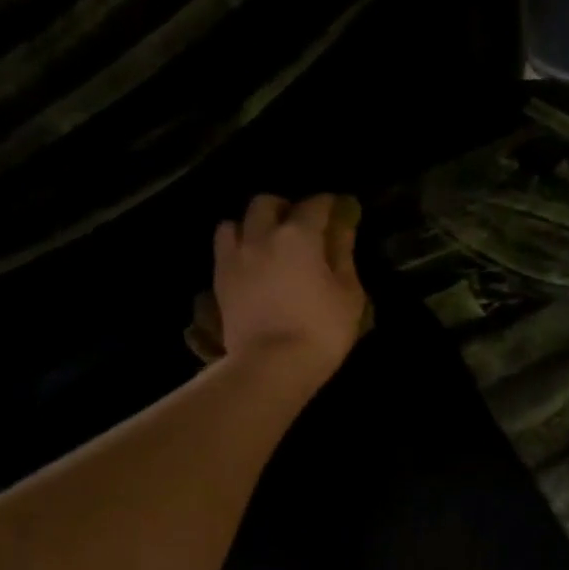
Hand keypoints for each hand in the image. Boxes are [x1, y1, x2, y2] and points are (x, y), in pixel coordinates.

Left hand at [214, 193, 367, 380]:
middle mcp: (262, 235)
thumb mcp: (348, 294)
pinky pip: (223, 248)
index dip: (329, 205)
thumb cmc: (321, 331)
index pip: (316, 205)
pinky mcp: (219, 279)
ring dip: (253, 225)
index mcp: (299, 235)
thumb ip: (344, 255)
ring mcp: (236, 256)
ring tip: (266, 243)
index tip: (338, 212)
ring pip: (237, 221)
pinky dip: (236, 247)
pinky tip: (249, 263)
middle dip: (285, 208)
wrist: (272, 365)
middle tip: (299, 227)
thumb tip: (342, 227)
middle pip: (268, 203)